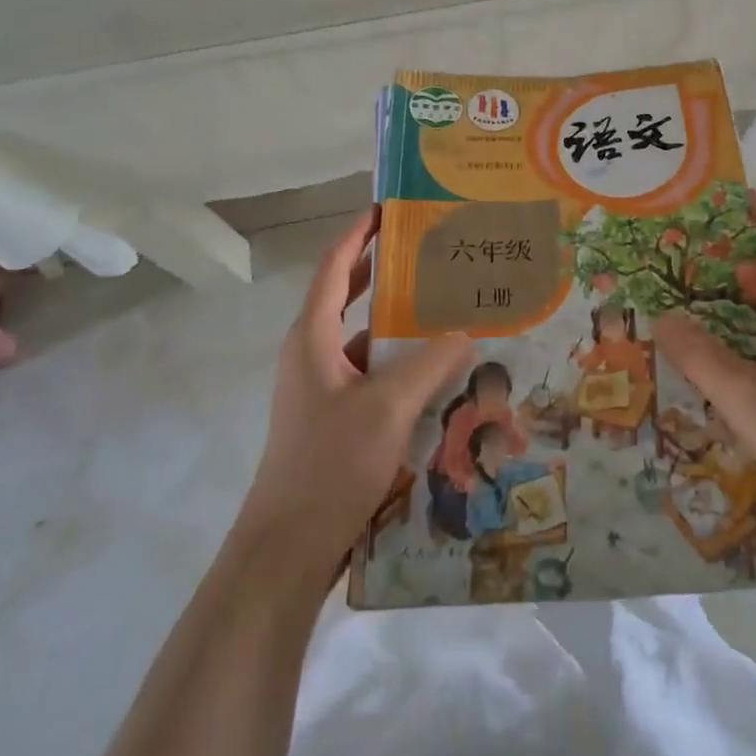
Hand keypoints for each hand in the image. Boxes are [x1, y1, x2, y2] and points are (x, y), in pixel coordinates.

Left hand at [238, 210, 472, 573]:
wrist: (288, 547)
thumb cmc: (330, 464)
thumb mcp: (388, 407)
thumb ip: (430, 364)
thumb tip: (468, 330)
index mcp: (312, 336)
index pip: (334, 266)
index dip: (359, 232)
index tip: (390, 207)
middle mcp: (311, 353)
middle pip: (346, 295)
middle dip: (382, 269)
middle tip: (427, 250)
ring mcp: (320, 388)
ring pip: (362, 338)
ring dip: (396, 321)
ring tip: (442, 306)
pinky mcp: (333, 417)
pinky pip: (369, 373)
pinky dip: (397, 362)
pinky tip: (435, 372)